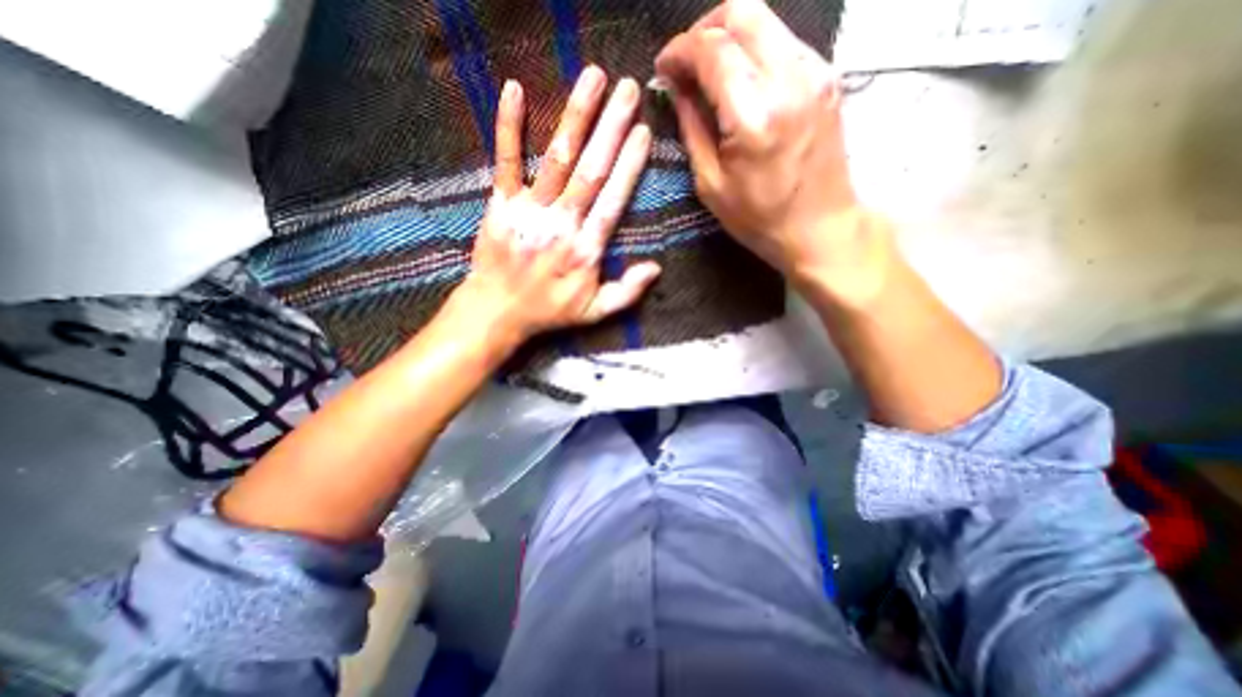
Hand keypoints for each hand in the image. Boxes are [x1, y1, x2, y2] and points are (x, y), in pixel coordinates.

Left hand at [445, 67, 659, 354]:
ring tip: (593, 78)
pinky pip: (506, 161)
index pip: (613, 200)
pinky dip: (509, 126)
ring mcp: (530, 211)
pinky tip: (515, 91)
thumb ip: (627, 292)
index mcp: (585, 249)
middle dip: (612, 127)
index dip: (629, 165)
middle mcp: (561, 224)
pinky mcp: (501, 205)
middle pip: (591, 170)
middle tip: (629, 90)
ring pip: (557, 158)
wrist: (497, 311)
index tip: (643, 133)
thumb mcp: (594, 312)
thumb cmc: (548, 312)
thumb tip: (656, 268)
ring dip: (576, 116)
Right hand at [654, 1, 888, 301]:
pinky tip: (740, 80)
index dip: (679, 51)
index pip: (711, 50)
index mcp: (753, 115)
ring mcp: (814, 72)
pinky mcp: (826, 77)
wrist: (820, 228)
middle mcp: (788, 79)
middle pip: (741, 13)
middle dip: (703, 31)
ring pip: (765, 19)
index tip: (663, 68)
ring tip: (709, 72)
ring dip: (728, 36)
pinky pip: (782, 41)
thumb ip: (692, 129)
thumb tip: (676, 89)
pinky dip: (753, 49)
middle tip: (685, 63)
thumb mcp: (711, 185)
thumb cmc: (760, 219)